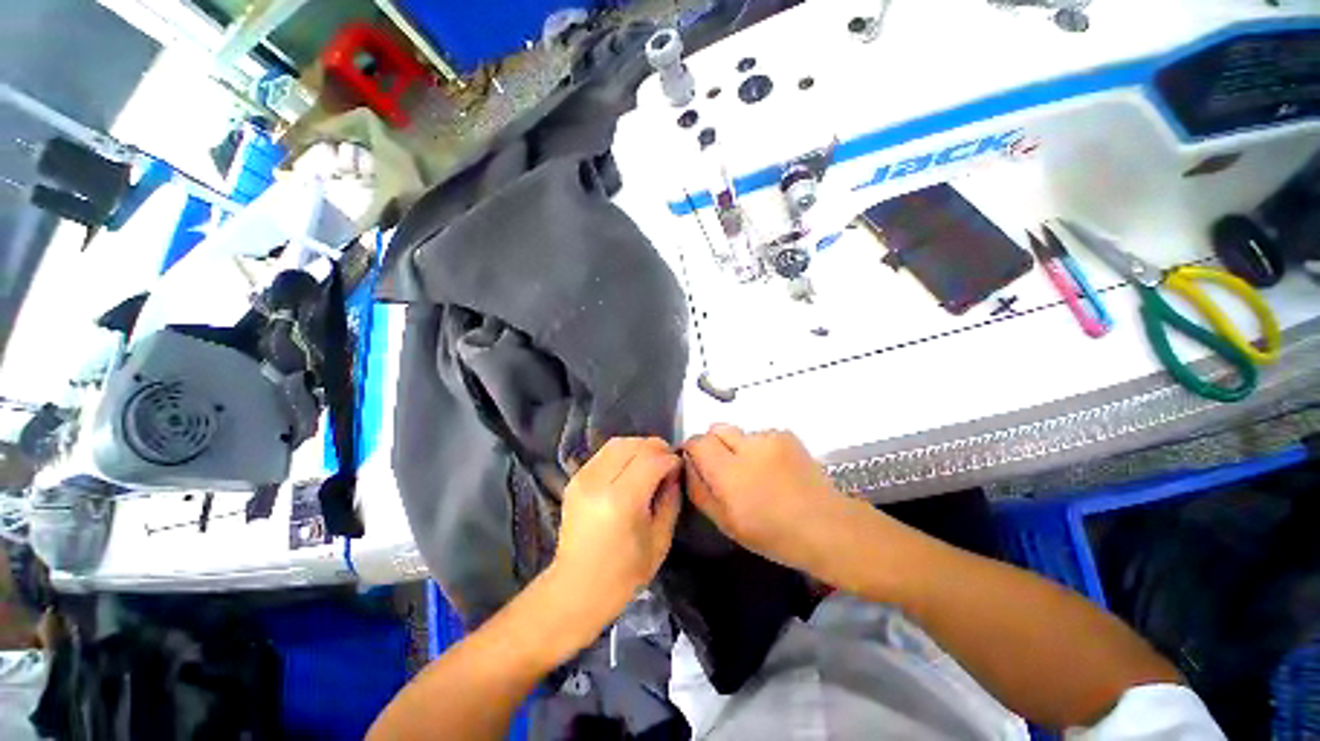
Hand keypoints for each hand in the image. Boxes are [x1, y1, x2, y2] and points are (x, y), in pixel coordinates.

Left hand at [549, 437, 681, 636]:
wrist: (575, 590)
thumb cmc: (623, 575)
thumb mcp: (659, 541)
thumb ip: (670, 500)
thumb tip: (674, 472)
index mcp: (621, 501)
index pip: (651, 461)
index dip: (670, 459)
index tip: (680, 466)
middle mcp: (598, 482)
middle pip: (633, 445)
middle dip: (656, 448)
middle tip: (668, 461)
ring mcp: (583, 478)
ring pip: (617, 443)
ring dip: (639, 446)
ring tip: (651, 462)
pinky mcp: (575, 479)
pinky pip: (604, 453)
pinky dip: (623, 453)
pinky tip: (631, 468)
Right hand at [684, 424, 848, 572]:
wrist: (825, 525)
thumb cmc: (771, 533)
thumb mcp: (725, 522)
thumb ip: (699, 489)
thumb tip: (687, 463)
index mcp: (729, 473)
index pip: (697, 441)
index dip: (692, 449)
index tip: (697, 463)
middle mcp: (748, 447)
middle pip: (716, 429)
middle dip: (713, 444)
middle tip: (725, 469)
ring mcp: (769, 438)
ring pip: (738, 432)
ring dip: (737, 447)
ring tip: (754, 471)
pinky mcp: (786, 435)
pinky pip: (758, 435)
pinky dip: (758, 448)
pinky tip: (773, 469)